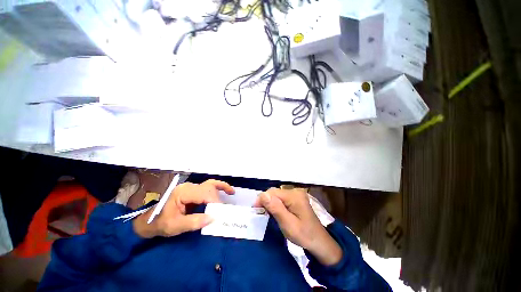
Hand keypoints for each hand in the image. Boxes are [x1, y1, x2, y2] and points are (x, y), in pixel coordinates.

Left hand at [133, 179, 234, 237]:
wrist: (149, 221)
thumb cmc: (160, 223)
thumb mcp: (175, 226)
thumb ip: (194, 222)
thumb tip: (213, 218)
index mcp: (183, 192)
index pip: (204, 193)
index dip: (215, 202)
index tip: (221, 213)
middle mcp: (189, 186)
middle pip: (209, 188)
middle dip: (218, 199)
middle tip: (224, 211)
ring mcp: (191, 187)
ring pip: (210, 184)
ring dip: (222, 188)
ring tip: (231, 192)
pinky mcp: (194, 190)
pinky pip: (209, 186)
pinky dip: (218, 187)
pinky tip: (225, 190)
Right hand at [254, 188, 342, 265]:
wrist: (320, 242)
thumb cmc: (304, 235)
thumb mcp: (288, 224)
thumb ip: (276, 208)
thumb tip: (263, 195)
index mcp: (294, 196)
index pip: (272, 192)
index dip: (262, 199)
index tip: (255, 210)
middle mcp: (295, 191)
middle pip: (275, 192)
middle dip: (265, 200)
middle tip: (259, 213)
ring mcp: (296, 194)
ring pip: (277, 195)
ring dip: (270, 203)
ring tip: (265, 213)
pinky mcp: (296, 199)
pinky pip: (282, 198)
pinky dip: (275, 204)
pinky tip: (274, 211)